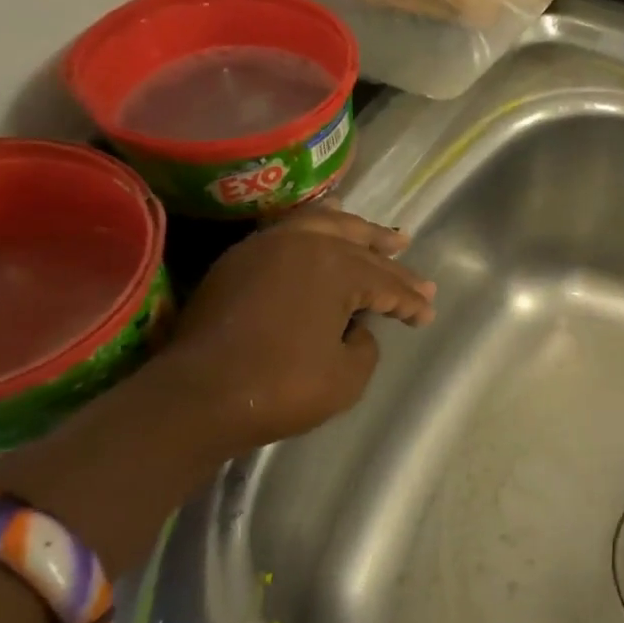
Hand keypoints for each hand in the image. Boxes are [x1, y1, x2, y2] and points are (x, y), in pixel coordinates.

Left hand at [153, 207, 434, 452]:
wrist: (197, 397)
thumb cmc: (282, 387)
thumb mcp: (348, 377)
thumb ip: (365, 346)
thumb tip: (354, 328)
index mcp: (337, 269)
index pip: (386, 283)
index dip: (410, 301)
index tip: (426, 315)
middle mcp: (305, 245)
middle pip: (359, 247)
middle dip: (390, 261)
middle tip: (414, 266)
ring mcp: (267, 247)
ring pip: (323, 225)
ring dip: (356, 230)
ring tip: (379, 233)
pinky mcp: (240, 260)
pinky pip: (288, 230)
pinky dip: (315, 226)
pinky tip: (325, 227)